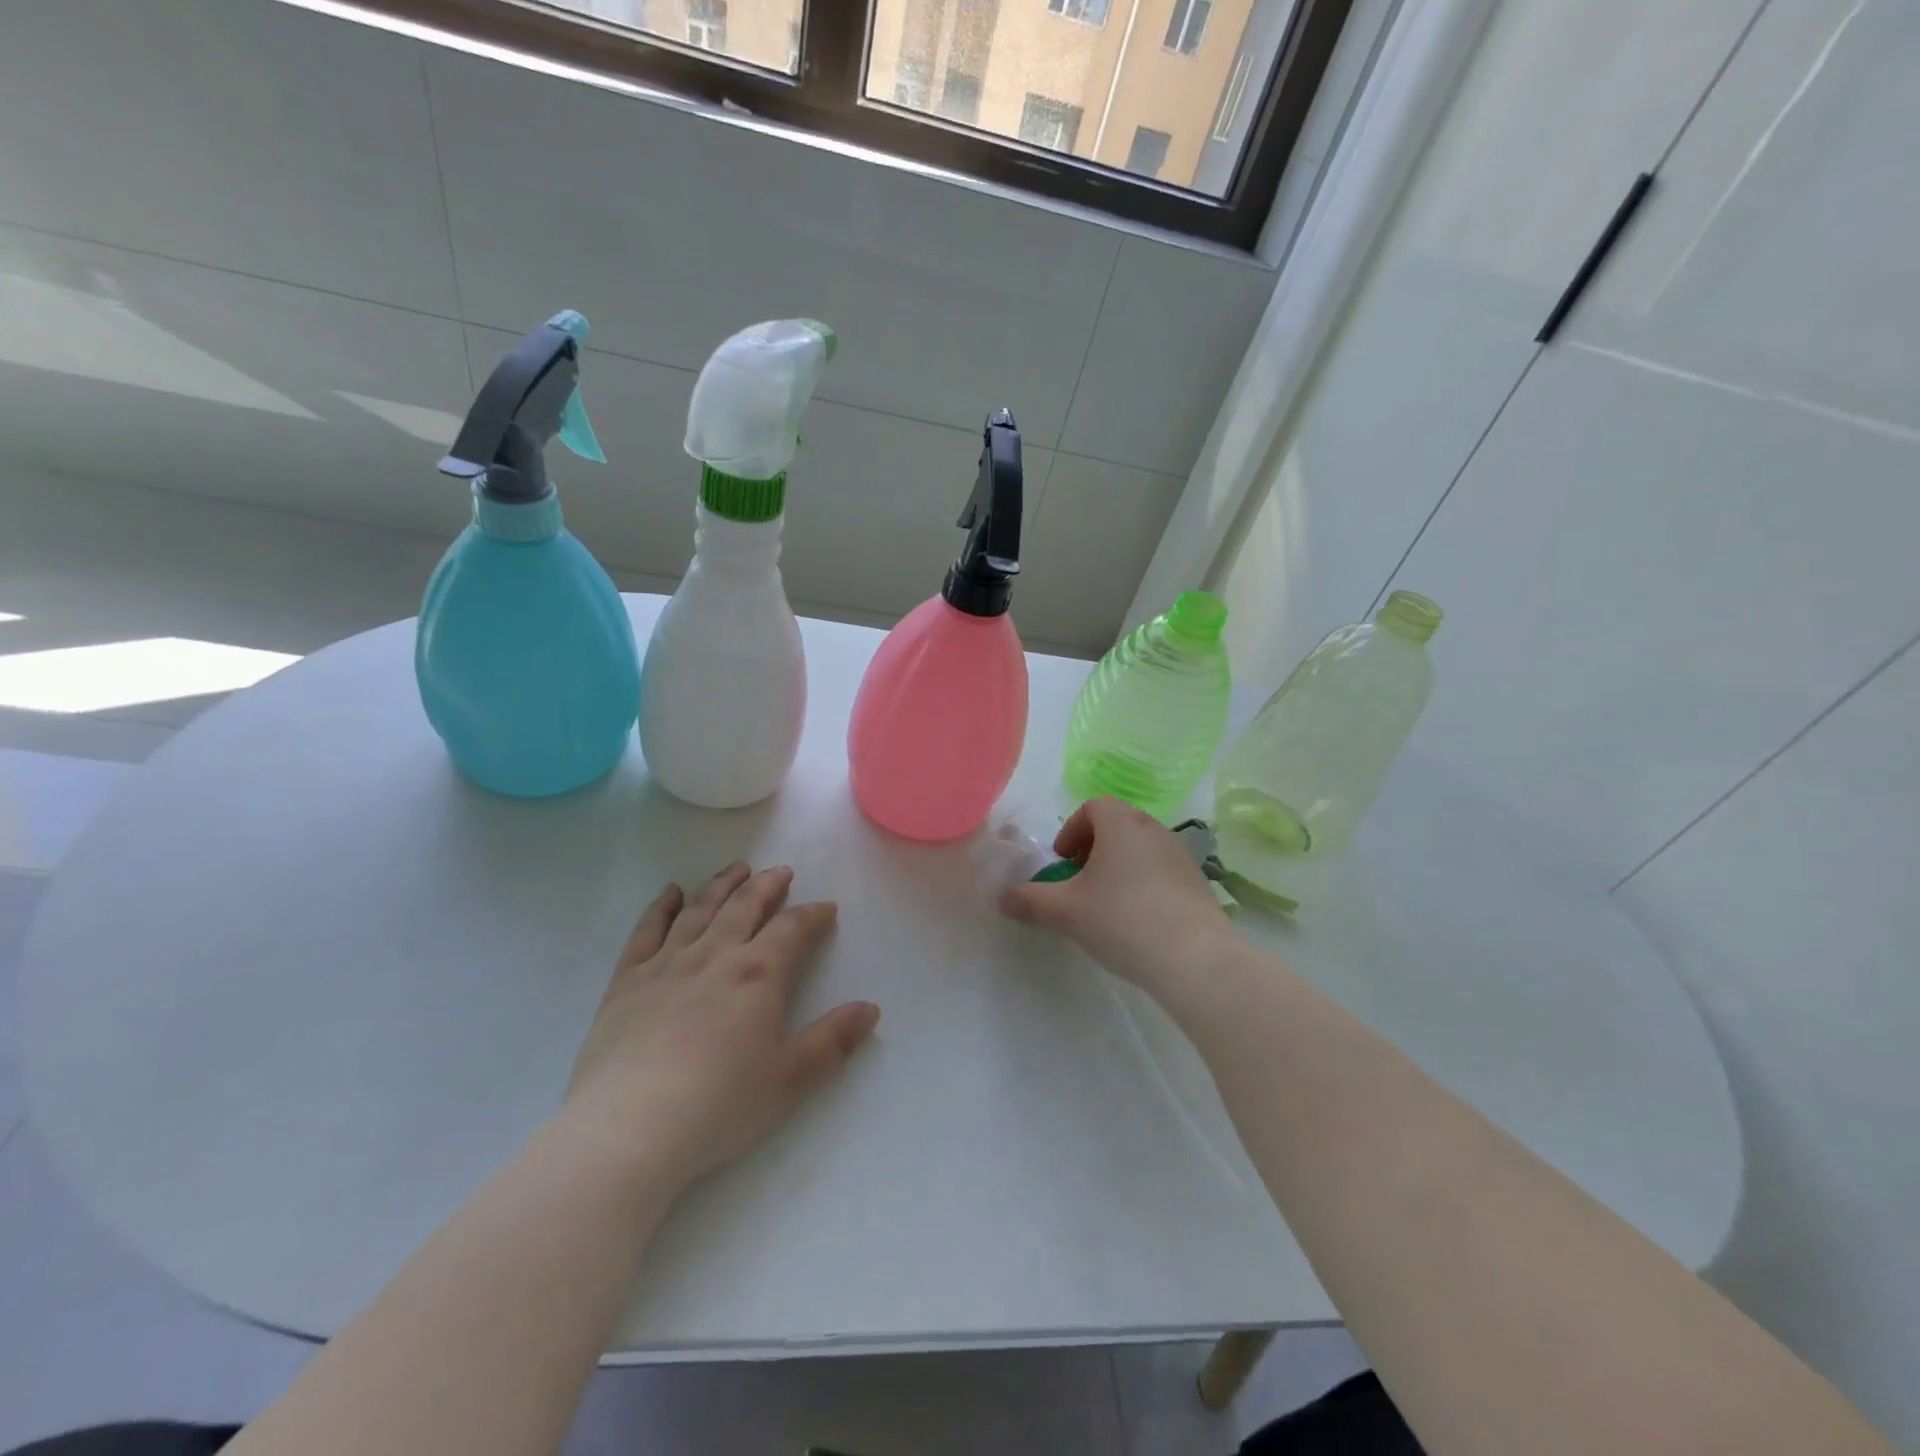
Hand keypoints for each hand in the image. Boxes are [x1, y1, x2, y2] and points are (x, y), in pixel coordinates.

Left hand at [563, 862, 879, 1188]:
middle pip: (745, 905)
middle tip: (781, 871)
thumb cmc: (720, 1104)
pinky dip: (661, 906)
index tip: (826, 908)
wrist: (630, 1128)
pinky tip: (671, 893)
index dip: (812, 915)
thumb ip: (834, 1040)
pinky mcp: (627, 979)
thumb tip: (870, 1009)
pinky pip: (647, 930)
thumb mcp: (791, 1078)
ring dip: (723, 884)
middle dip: (768, 885)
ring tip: (737, 868)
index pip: (792, 928)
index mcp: (758, 973)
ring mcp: (667, 962)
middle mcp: (715, 954)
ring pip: (700, 908)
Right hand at [1000, 797, 1234, 1000]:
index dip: (1072, 830)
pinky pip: (1163, 870)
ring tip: (1108, 903)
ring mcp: (1180, 855)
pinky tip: (1138, 920)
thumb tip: (1003, 898)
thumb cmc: (1122, 920)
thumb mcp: (1065, 912)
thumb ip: (1030, 900)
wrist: (1194, 958)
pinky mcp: (1198, 882)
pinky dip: (1145, 882)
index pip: (1094, 806)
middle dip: (1095, 847)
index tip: (1063, 862)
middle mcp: (1153, 830)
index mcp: (1121, 825)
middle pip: (1119, 824)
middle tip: (1081, 881)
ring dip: (1121, 865)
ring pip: (1142, 847)